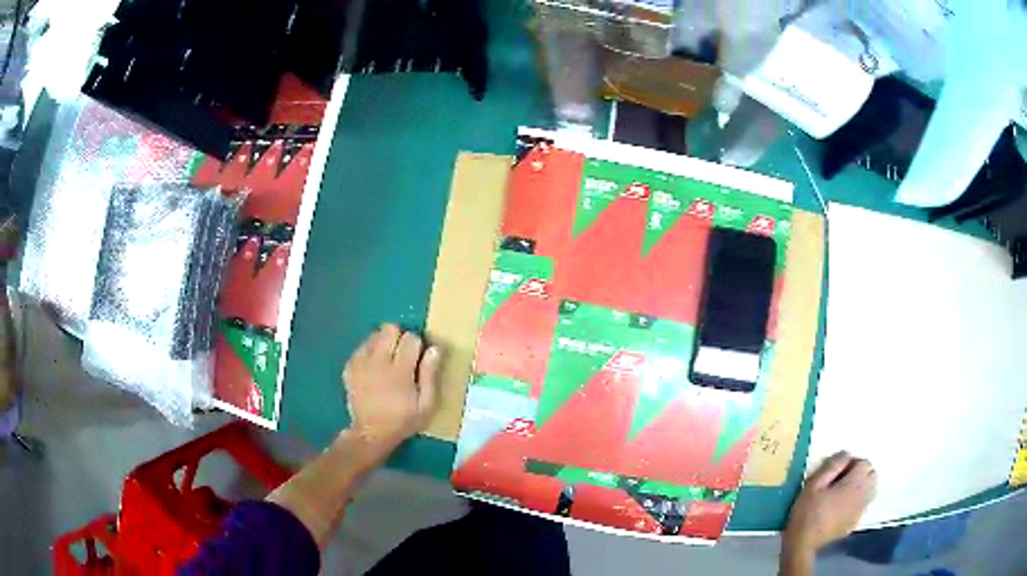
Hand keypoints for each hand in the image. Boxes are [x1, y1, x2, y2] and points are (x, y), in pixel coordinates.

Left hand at [342, 324, 440, 456]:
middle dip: (399, 336)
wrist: (371, 432)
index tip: (418, 357)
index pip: (411, 338)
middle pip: (389, 329)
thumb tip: (435, 349)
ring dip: (383, 342)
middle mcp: (378, 362)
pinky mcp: (350, 366)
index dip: (417, 344)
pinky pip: (361, 346)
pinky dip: (370, 351)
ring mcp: (361, 363)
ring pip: (374, 335)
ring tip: (387, 359)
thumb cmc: (403, 420)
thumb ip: (430, 375)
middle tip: (402, 354)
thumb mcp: (426, 404)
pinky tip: (374, 366)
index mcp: (399, 371)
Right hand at [783, 452, 876, 554]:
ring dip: (862, 486)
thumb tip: (846, 454)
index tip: (836, 471)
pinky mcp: (855, 522)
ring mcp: (861, 510)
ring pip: (871, 490)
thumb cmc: (807, 511)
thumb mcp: (814, 484)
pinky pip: (863, 504)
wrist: (803, 543)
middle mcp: (863, 494)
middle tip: (842, 479)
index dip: (852, 463)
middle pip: (872, 475)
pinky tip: (842, 507)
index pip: (864, 463)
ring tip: (844, 492)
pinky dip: (857, 501)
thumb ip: (832, 465)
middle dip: (861, 473)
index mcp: (855, 483)